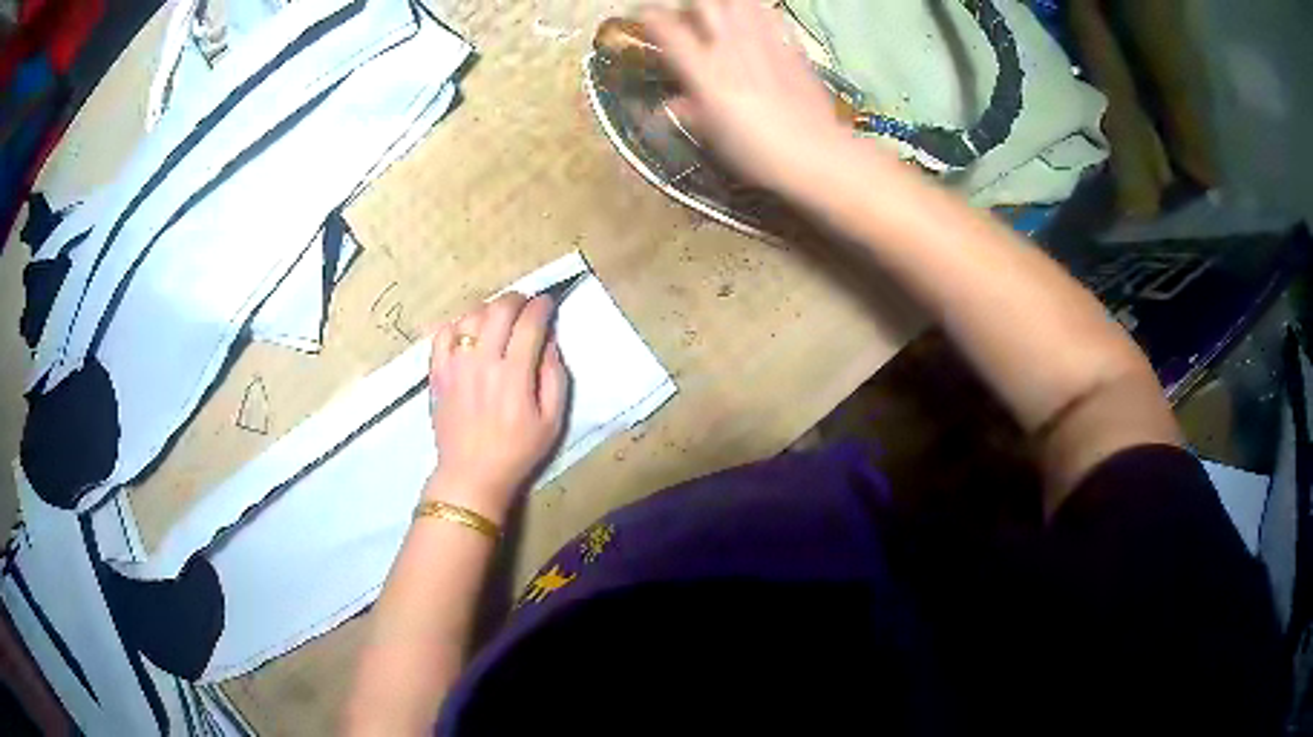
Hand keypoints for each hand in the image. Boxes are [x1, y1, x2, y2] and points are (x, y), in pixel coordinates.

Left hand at [425, 293, 568, 521]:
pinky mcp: (437, 372)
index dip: (541, 306)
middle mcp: (483, 362)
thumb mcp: (552, 420)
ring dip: (489, 308)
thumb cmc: (518, 450)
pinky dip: (458, 324)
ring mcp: (456, 365)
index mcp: (514, 375)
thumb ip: (554, 376)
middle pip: (499, 310)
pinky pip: (443, 333)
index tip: (547, 303)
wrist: (471, 474)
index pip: (529, 323)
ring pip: (471, 316)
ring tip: (499, 317)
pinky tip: (469, 332)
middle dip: (516, 299)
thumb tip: (548, 340)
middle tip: (525, 304)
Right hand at [642, 0, 854, 193]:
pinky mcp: (791, 47)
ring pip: (739, 2)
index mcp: (704, 70)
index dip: (652, 17)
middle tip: (689, 16)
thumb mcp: (713, 136)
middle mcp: (730, 47)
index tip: (645, 14)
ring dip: (726, 3)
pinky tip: (758, 21)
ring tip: (722, 13)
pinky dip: (760, 12)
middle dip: (691, 5)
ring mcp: (764, 42)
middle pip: (704, 4)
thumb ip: (689, 112)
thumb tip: (667, 106)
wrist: (813, 153)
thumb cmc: (755, 152)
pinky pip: (772, 15)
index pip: (668, 30)